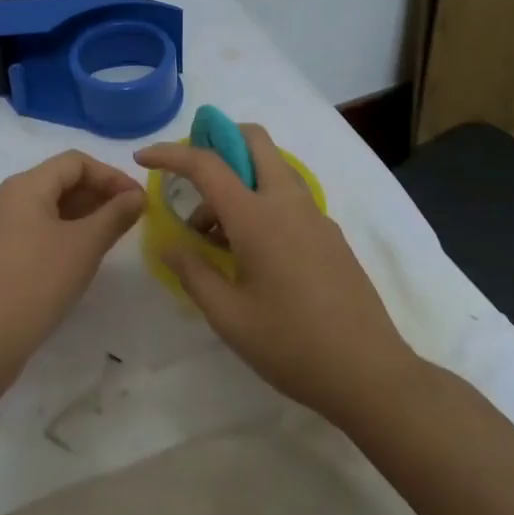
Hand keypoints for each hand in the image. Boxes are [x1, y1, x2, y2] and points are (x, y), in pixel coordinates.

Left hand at [0, 150, 146, 378]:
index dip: (111, 175)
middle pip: (56, 181)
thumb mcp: (84, 247)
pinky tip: (74, 256)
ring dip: (78, 214)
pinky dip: (57, 231)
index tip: (138, 199)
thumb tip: (136, 197)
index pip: (74, 162)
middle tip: (128, 217)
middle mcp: (2, 198)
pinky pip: (28, 228)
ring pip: (43, 206)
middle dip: (96, 194)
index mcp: (23, 186)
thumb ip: (114, 216)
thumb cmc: (37, 283)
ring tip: (107, 235)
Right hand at [134, 124, 418, 424]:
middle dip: (217, 140)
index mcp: (258, 217)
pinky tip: (247, 253)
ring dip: (237, 179)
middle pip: (254, 140)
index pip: (207, 164)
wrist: (370, 374)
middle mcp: (288, 203)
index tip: (143, 158)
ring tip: (212, 235)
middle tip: (190, 176)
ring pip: (270, 169)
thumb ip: (192, 272)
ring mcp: (314, 216)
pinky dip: (259, 202)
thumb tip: (167, 243)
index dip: (170, 153)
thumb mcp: (228, 316)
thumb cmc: (292, 345)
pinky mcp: (329, 235)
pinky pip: (286, 197)